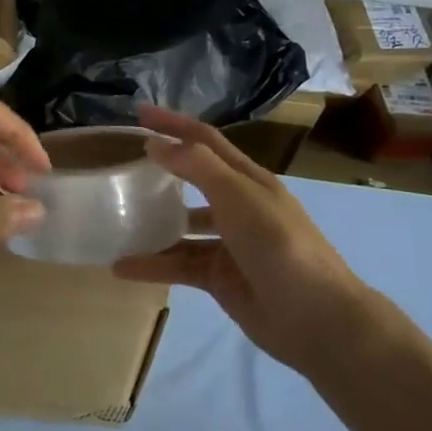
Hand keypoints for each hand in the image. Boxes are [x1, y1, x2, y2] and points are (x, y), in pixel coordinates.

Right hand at [113, 106, 370, 374]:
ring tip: (115, 219)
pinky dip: (153, 265)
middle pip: (192, 179)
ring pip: (182, 227)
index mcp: (249, 180)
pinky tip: (123, 267)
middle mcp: (238, 207)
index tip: (139, 112)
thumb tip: (155, 143)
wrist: (316, 318)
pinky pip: (179, 265)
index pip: (206, 141)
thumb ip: (197, 167)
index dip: (174, 123)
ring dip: (152, 223)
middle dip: (161, 168)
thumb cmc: (280, 246)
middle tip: (120, 163)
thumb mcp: (239, 197)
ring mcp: (228, 244)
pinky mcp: (219, 278)